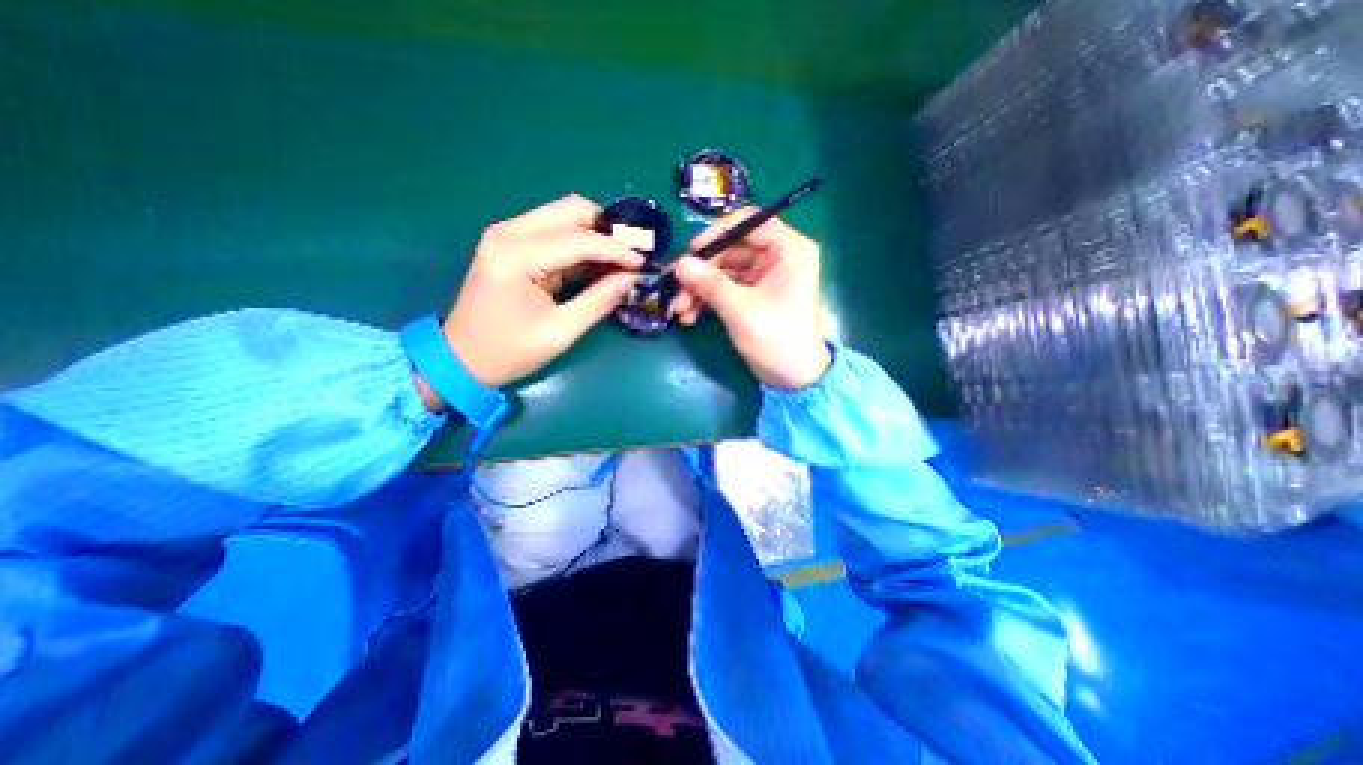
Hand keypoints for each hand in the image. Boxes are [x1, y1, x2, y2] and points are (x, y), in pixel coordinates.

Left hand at [415, 195, 646, 408]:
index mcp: (517, 255)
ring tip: (620, 260)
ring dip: (595, 234)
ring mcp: (508, 235)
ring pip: (563, 216)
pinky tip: (598, 264)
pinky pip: (554, 232)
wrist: (460, 359)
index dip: (616, 250)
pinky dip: (580, 244)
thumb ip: (598, 301)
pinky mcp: (511, 245)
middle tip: (632, 255)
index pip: (579, 239)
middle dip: (607, 229)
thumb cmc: (509, 351)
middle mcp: (510, 232)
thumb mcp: (560, 331)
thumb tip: (632, 279)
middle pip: (570, 210)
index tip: (644, 262)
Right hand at [670, 209, 829, 388]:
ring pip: (724, 271)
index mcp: (788, 249)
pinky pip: (726, 288)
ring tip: (680, 311)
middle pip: (730, 249)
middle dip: (701, 272)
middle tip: (676, 290)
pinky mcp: (755, 296)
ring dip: (700, 289)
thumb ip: (709, 283)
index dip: (716, 233)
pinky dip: (708, 299)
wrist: (794, 378)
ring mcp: (765, 277)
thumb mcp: (740, 309)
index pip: (748, 222)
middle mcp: (778, 257)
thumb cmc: (776, 338)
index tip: (692, 252)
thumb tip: (679, 263)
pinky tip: (690, 317)